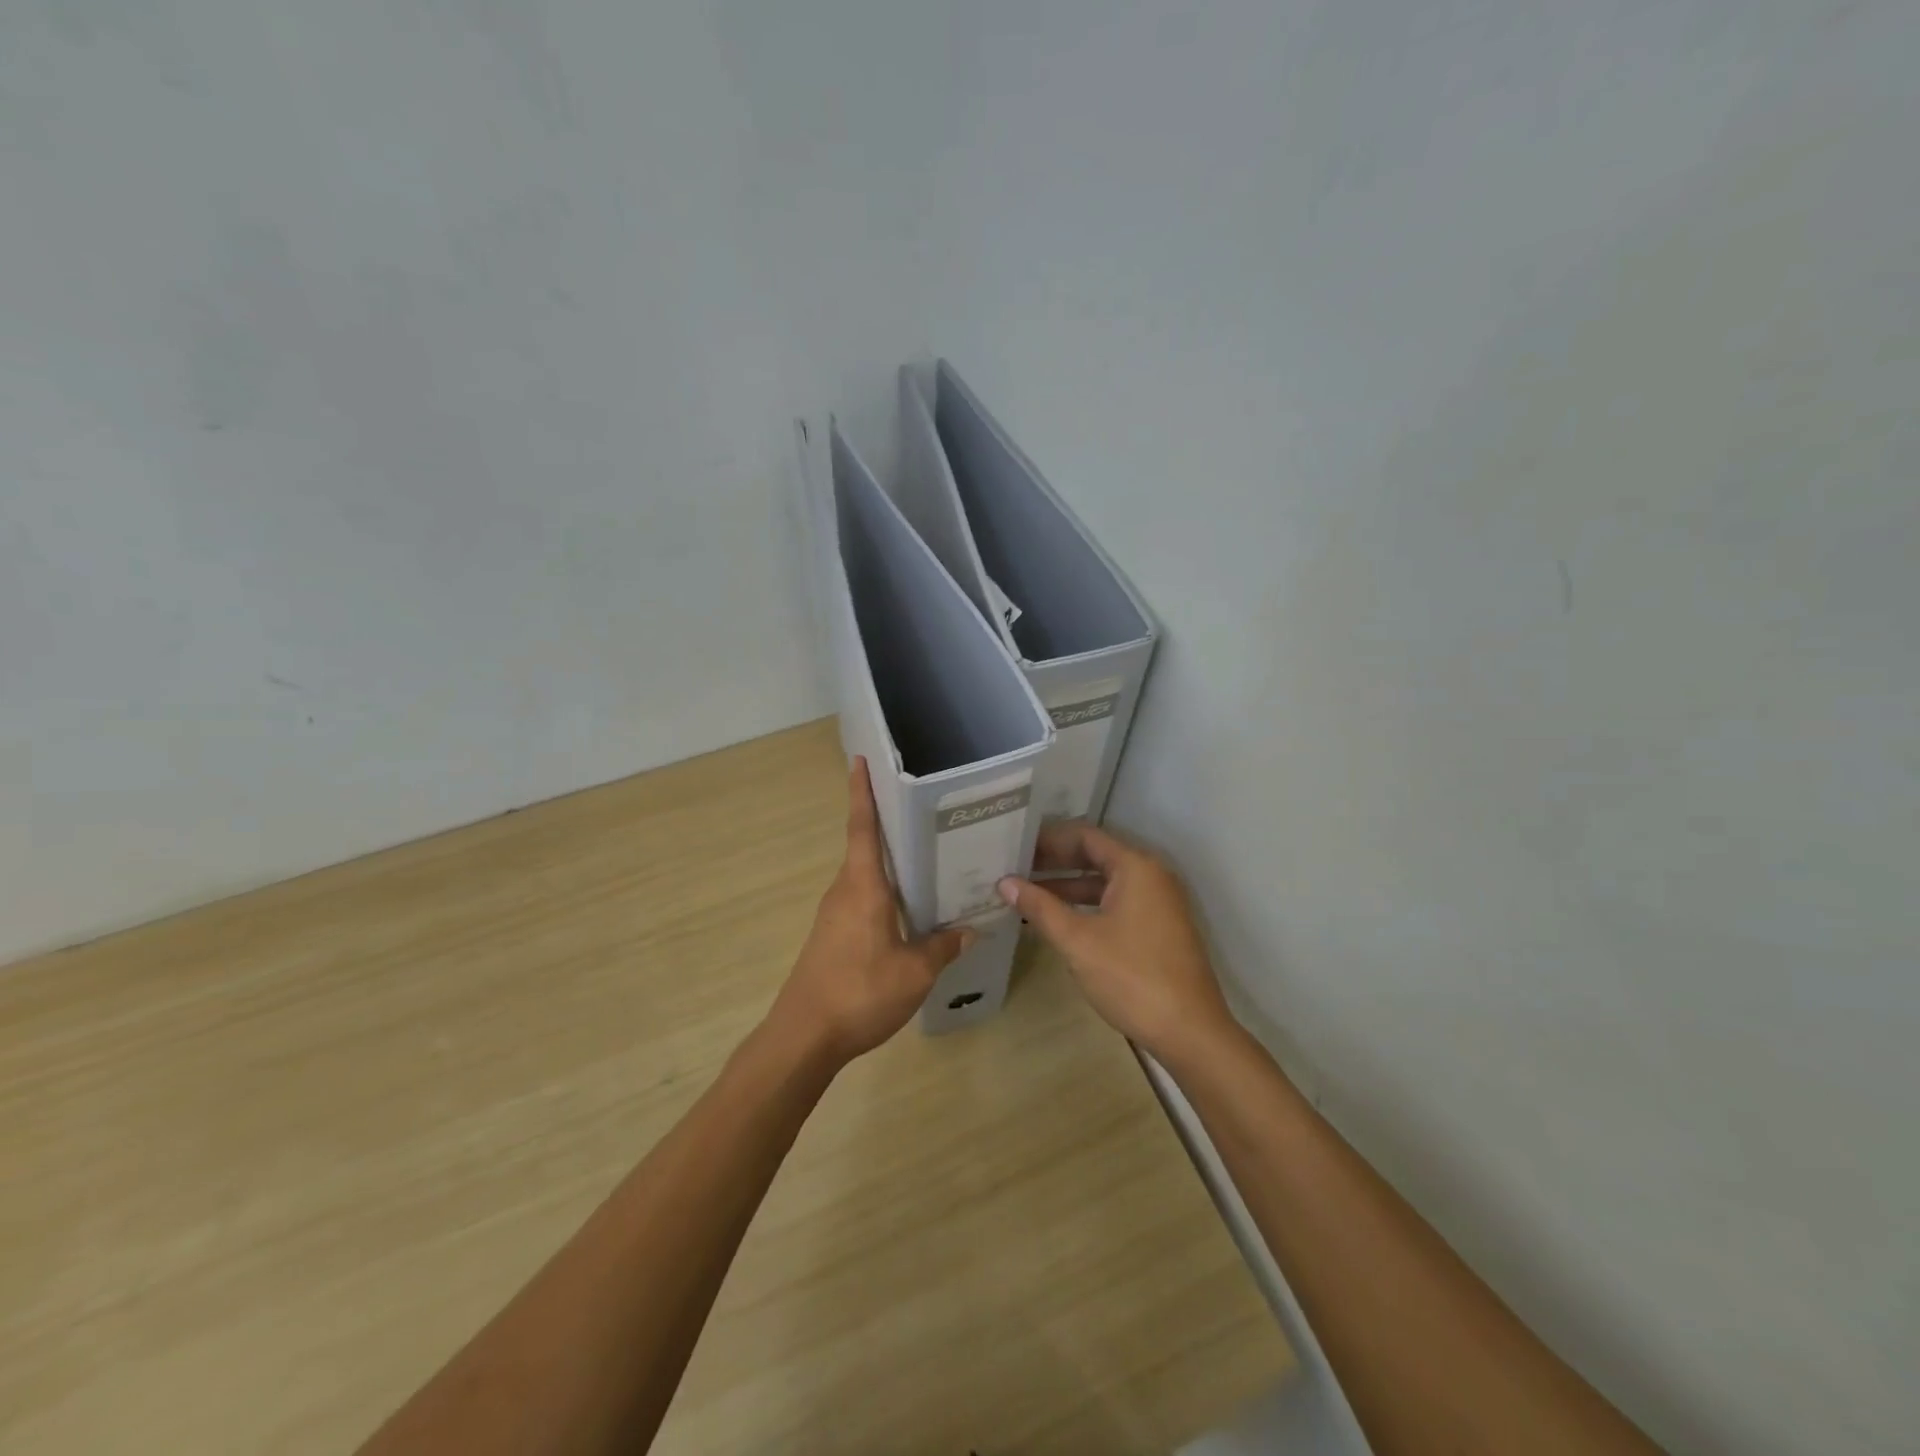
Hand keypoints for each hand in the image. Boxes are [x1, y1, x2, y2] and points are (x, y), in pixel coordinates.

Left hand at [768, 758, 974, 1065]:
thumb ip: (942, 948)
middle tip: (924, 809)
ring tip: (928, 856)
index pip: (862, 828)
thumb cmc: (859, 992)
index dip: (861, 792)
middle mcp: (844, 891)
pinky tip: (909, 908)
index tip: (860, 760)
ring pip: (865, 876)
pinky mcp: (832, 935)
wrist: (803, 1037)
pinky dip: (884, 893)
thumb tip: (969, 930)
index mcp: (862, 887)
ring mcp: (834, 914)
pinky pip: (862, 900)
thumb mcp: (914, 973)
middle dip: (888, 824)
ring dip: (890, 863)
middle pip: (866, 847)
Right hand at [997, 823, 1234, 1064]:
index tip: (1015, 844)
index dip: (1047, 838)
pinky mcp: (1159, 927)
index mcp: (1135, 867)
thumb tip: (1005, 882)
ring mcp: (1158, 902)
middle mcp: (1151, 875)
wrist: (1190, 1032)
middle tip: (1014, 867)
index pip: (1084, 835)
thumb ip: (1040, 907)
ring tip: (1026, 893)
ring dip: (1068, 885)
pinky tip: (1058, 920)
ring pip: (1105, 881)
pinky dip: (1087, 905)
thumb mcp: (1078, 941)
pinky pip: (1116, 902)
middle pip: (1095, 855)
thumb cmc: (1132, 978)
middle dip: (1055, 861)